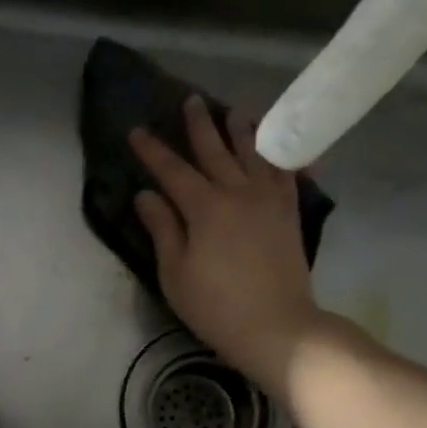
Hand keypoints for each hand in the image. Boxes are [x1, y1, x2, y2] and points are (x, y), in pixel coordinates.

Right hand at [130, 97, 321, 398]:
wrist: (277, 327)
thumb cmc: (216, 306)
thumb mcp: (176, 273)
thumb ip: (163, 229)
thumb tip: (146, 195)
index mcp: (204, 208)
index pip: (172, 171)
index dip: (152, 150)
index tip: (136, 130)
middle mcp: (238, 193)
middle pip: (215, 151)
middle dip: (199, 125)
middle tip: (190, 100)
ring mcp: (269, 200)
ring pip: (254, 154)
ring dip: (242, 130)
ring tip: (235, 110)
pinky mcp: (290, 213)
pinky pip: (287, 173)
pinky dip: (282, 155)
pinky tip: (279, 146)